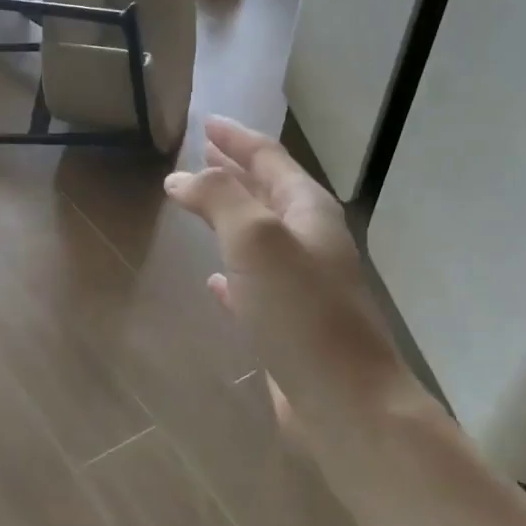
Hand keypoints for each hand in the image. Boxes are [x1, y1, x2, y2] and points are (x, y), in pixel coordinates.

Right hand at [163, 116, 416, 427]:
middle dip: (235, 171)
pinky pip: (254, 284)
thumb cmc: (301, 312)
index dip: (237, 138)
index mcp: (308, 212)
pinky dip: (232, 272)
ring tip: (198, 204)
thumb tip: (179, 178)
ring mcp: (303, 286)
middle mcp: (310, 242)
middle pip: (267, 193)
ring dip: (230, 216)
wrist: (345, 403)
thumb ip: (218, 200)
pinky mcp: (289, 325)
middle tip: (201, 155)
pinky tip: (213, 279)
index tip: (205, 123)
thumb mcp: (256, 240)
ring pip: (259, 237)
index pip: (269, 158)